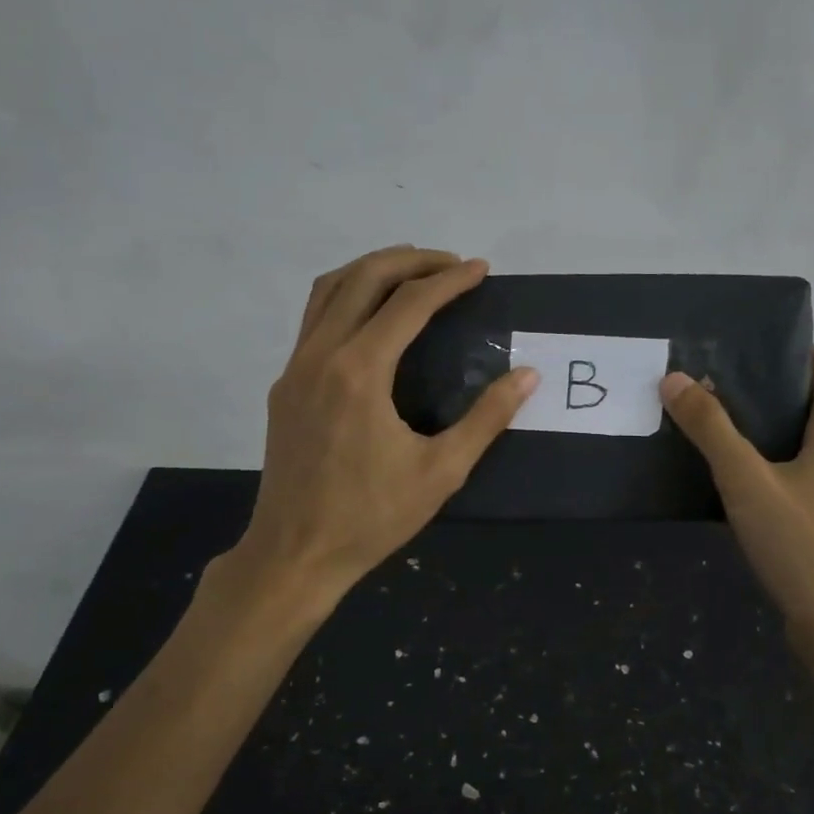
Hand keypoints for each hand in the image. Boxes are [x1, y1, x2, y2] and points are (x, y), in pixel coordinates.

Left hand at [236, 246, 538, 604]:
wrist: (294, 553)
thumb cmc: (371, 517)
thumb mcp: (442, 472)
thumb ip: (486, 419)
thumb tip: (527, 375)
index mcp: (360, 372)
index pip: (408, 302)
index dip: (450, 280)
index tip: (481, 271)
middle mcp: (321, 356)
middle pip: (363, 278)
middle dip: (411, 260)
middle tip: (452, 265)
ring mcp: (295, 368)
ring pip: (328, 290)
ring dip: (372, 270)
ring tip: (413, 275)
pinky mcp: (285, 386)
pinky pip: (314, 319)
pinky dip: (347, 297)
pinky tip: (373, 320)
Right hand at [660, 350, 813, 673]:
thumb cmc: (804, 547)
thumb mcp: (748, 482)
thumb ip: (711, 429)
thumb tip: (674, 378)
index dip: (788, 350)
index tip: (740, 343)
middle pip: (807, 404)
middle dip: (762, 389)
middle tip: (707, 381)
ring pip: (799, 444)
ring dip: (760, 430)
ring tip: (708, 422)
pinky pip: (795, 477)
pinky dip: (765, 466)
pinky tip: (726, 479)